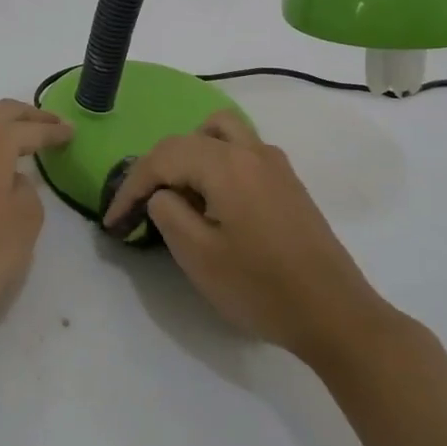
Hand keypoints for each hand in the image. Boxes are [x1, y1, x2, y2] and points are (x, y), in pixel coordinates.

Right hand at [103, 110, 386, 362]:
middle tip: (138, 206)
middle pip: (189, 138)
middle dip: (156, 168)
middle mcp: (251, 151)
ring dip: (190, 153)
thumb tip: (162, 194)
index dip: (130, 186)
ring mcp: (274, 163)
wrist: (334, 313)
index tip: (112, 221)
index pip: (162, 157)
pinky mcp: (287, 181)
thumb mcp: (198, 256)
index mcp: (226, 164)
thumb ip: (168, 212)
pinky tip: (212, 199)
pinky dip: (216, 160)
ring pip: (220, 132)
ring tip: (177, 191)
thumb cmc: (260, 287)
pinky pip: (241, 150)